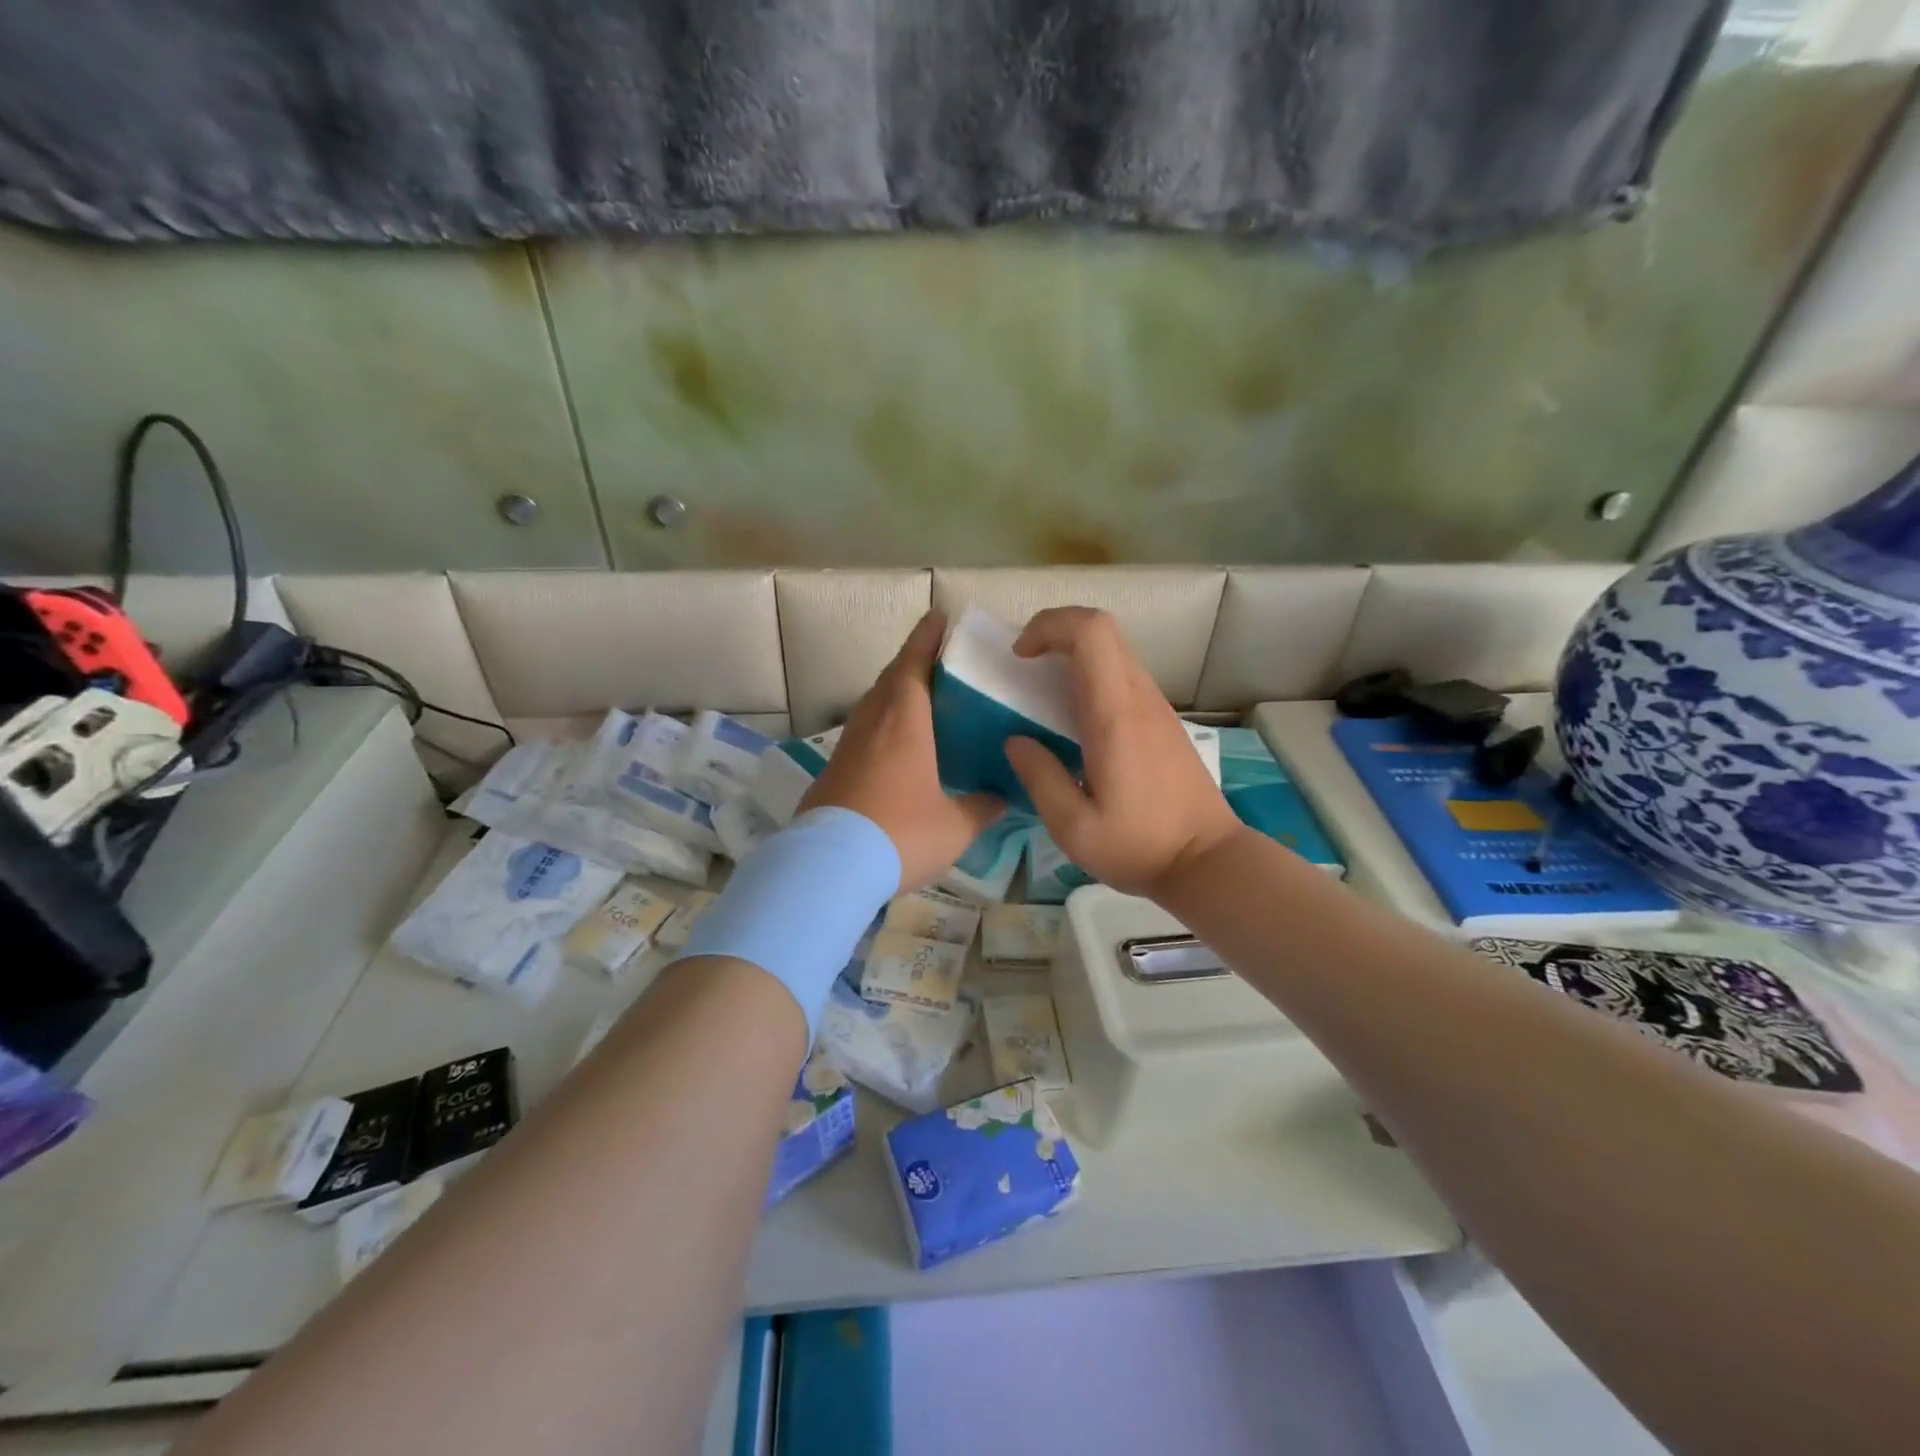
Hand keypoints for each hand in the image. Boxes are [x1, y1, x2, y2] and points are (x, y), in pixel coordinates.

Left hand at [800, 610, 1004, 891]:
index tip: (937, 615)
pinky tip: (894, 747)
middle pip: (890, 679)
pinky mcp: (833, 771)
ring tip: (919, 698)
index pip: (914, 664)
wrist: (830, 869)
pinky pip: (862, 733)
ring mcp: (847, 748)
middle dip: (912, 662)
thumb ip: (981, 808)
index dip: (926, 637)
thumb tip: (1001, 799)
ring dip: (893, 692)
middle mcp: (872, 724)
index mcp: (904, 722)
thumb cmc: (901, 834)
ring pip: (872, 705)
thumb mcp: (954, 826)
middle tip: (937, 659)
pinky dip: (881, 724)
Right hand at [1003, 607, 1241, 900]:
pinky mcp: (1162, 720)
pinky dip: (1090, 675)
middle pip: (1103, 629)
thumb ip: (1040, 778)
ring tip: (1041, 694)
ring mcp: (1156, 707)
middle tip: (1023, 668)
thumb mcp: (1073, 828)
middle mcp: (1139, 699)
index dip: (1049, 626)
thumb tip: (1015, 740)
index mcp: (1115, 716)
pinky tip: (1073, 720)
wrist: (1207, 861)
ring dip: (1072, 654)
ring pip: (1114, 650)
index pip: (1091, 633)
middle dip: (1055, 632)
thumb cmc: (1139, 847)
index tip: (1020, 657)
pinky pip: (1123, 675)